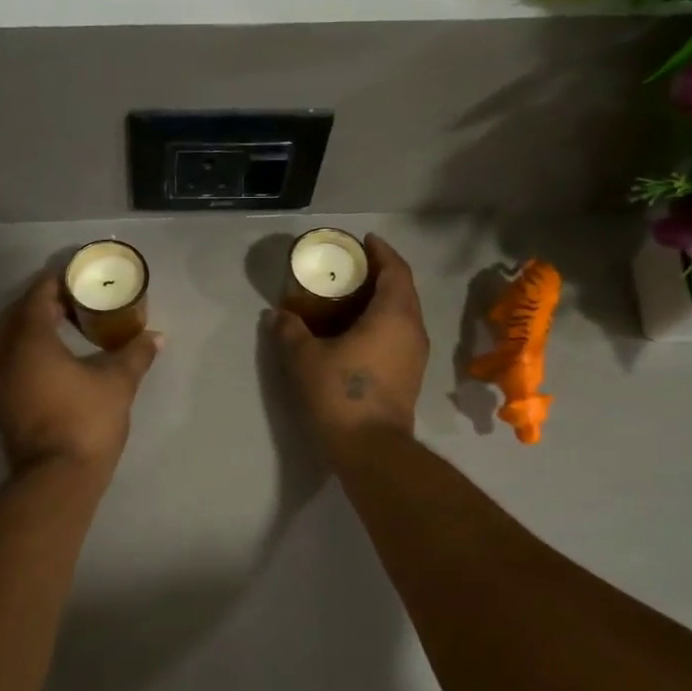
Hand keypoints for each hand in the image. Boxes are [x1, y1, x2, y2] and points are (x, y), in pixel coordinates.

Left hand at [0, 273, 162, 473]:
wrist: (56, 479)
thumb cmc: (86, 421)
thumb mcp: (117, 383)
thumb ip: (134, 354)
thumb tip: (156, 337)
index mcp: (28, 341)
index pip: (36, 297)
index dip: (55, 283)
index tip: (75, 278)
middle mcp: (1, 356)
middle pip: (12, 315)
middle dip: (36, 304)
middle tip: (65, 304)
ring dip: (19, 328)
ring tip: (48, 328)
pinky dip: (13, 352)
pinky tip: (36, 361)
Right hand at [270, 234, 428, 460]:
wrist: (371, 449)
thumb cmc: (340, 393)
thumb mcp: (304, 358)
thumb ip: (289, 330)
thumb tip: (276, 314)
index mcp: (394, 315)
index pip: (395, 270)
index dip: (381, 251)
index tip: (364, 241)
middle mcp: (412, 330)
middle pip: (402, 290)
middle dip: (379, 274)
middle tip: (349, 268)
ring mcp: (415, 355)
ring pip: (402, 315)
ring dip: (380, 301)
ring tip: (348, 298)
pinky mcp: (409, 376)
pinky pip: (398, 335)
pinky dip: (380, 323)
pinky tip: (354, 332)